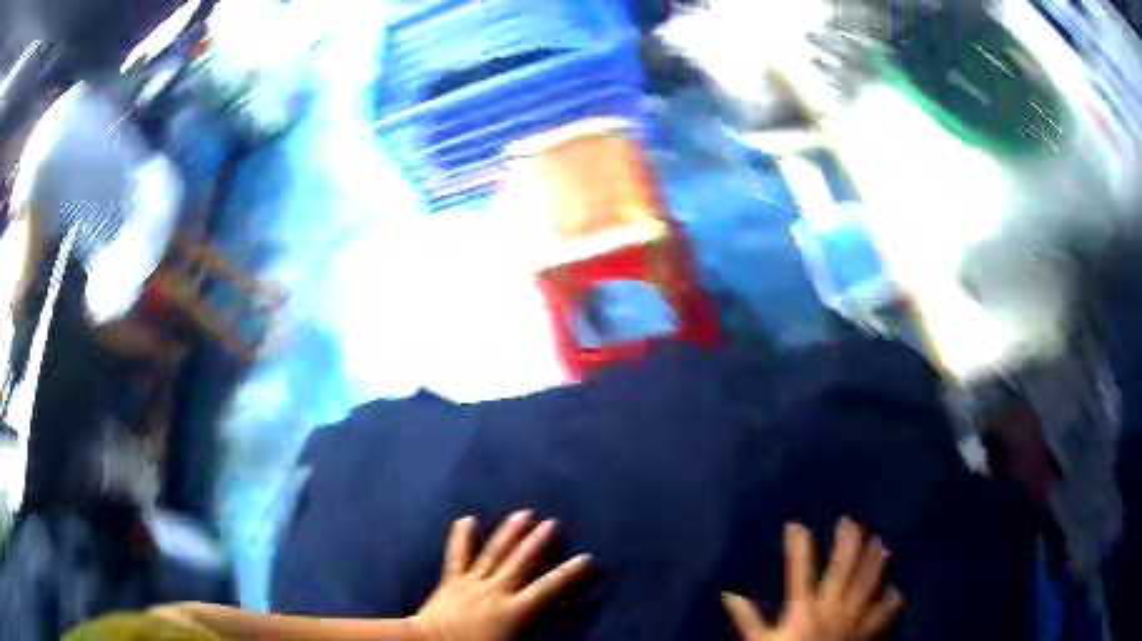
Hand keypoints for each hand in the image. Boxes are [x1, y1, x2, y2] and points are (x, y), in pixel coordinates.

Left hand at [412, 511, 590, 640]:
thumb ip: (539, 632)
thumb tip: (562, 617)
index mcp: (513, 610)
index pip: (548, 589)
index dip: (569, 574)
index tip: (587, 558)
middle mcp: (495, 590)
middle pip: (521, 562)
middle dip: (539, 542)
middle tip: (553, 522)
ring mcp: (471, 583)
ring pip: (494, 553)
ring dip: (509, 533)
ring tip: (523, 513)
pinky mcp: (451, 581)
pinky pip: (457, 556)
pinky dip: (462, 537)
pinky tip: (467, 519)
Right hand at [723, 519, 902, 640]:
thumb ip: (748, 618)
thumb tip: (729, 595)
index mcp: (803, 609)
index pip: (800, 569)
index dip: (797, 545)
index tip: (795, 525)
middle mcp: (832, 608)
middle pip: (844, 566)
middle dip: (847, 541)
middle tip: (849, 522)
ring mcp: (854, 618)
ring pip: (869, 580)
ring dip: (874, 559)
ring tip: (877, 541)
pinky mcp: (869, 631)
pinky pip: (887, 610)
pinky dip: (891, 598)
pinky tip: (893, 589)